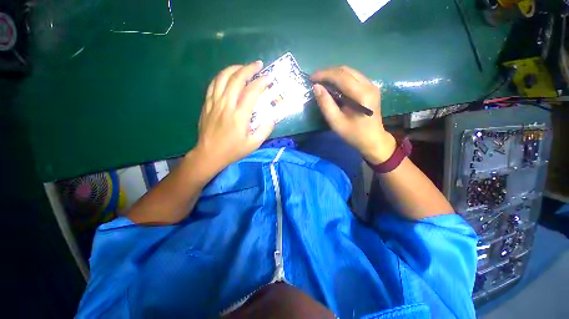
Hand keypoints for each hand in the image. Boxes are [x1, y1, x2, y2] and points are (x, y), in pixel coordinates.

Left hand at [193, 62, 273, 176]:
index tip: (269, 77)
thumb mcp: (254, 144)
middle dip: (249, 68)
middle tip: (258, 65)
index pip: (251, 92)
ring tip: (244, 67)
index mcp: (239, 116)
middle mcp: (226, 105)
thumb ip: (265, 130)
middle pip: (236, 79)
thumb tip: (272, 117)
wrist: (209, 154)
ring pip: (222, 78)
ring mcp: (214, 103)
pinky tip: (228, 76)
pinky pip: (213, 84)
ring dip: (234, 68)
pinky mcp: (207, 104)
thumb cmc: (233, 150)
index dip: (261, 82)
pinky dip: (222, 76)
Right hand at [311, 66, 395, 163]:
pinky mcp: (370, 88)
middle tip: (315, 80)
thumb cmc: (354, 134)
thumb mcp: (336, 122)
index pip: (341, 76)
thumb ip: (326, 104)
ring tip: (322, 82)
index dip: (324, 75)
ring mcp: (371, 85)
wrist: (373, 140)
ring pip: (350, 72)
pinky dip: (341, 79)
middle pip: (346, 70)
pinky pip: (354, 77)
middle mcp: (369, 85)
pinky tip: (333, 86)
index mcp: (361, 94)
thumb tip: (316, 87)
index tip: (311, 78)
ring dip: (334, 75)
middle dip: (328, 73)